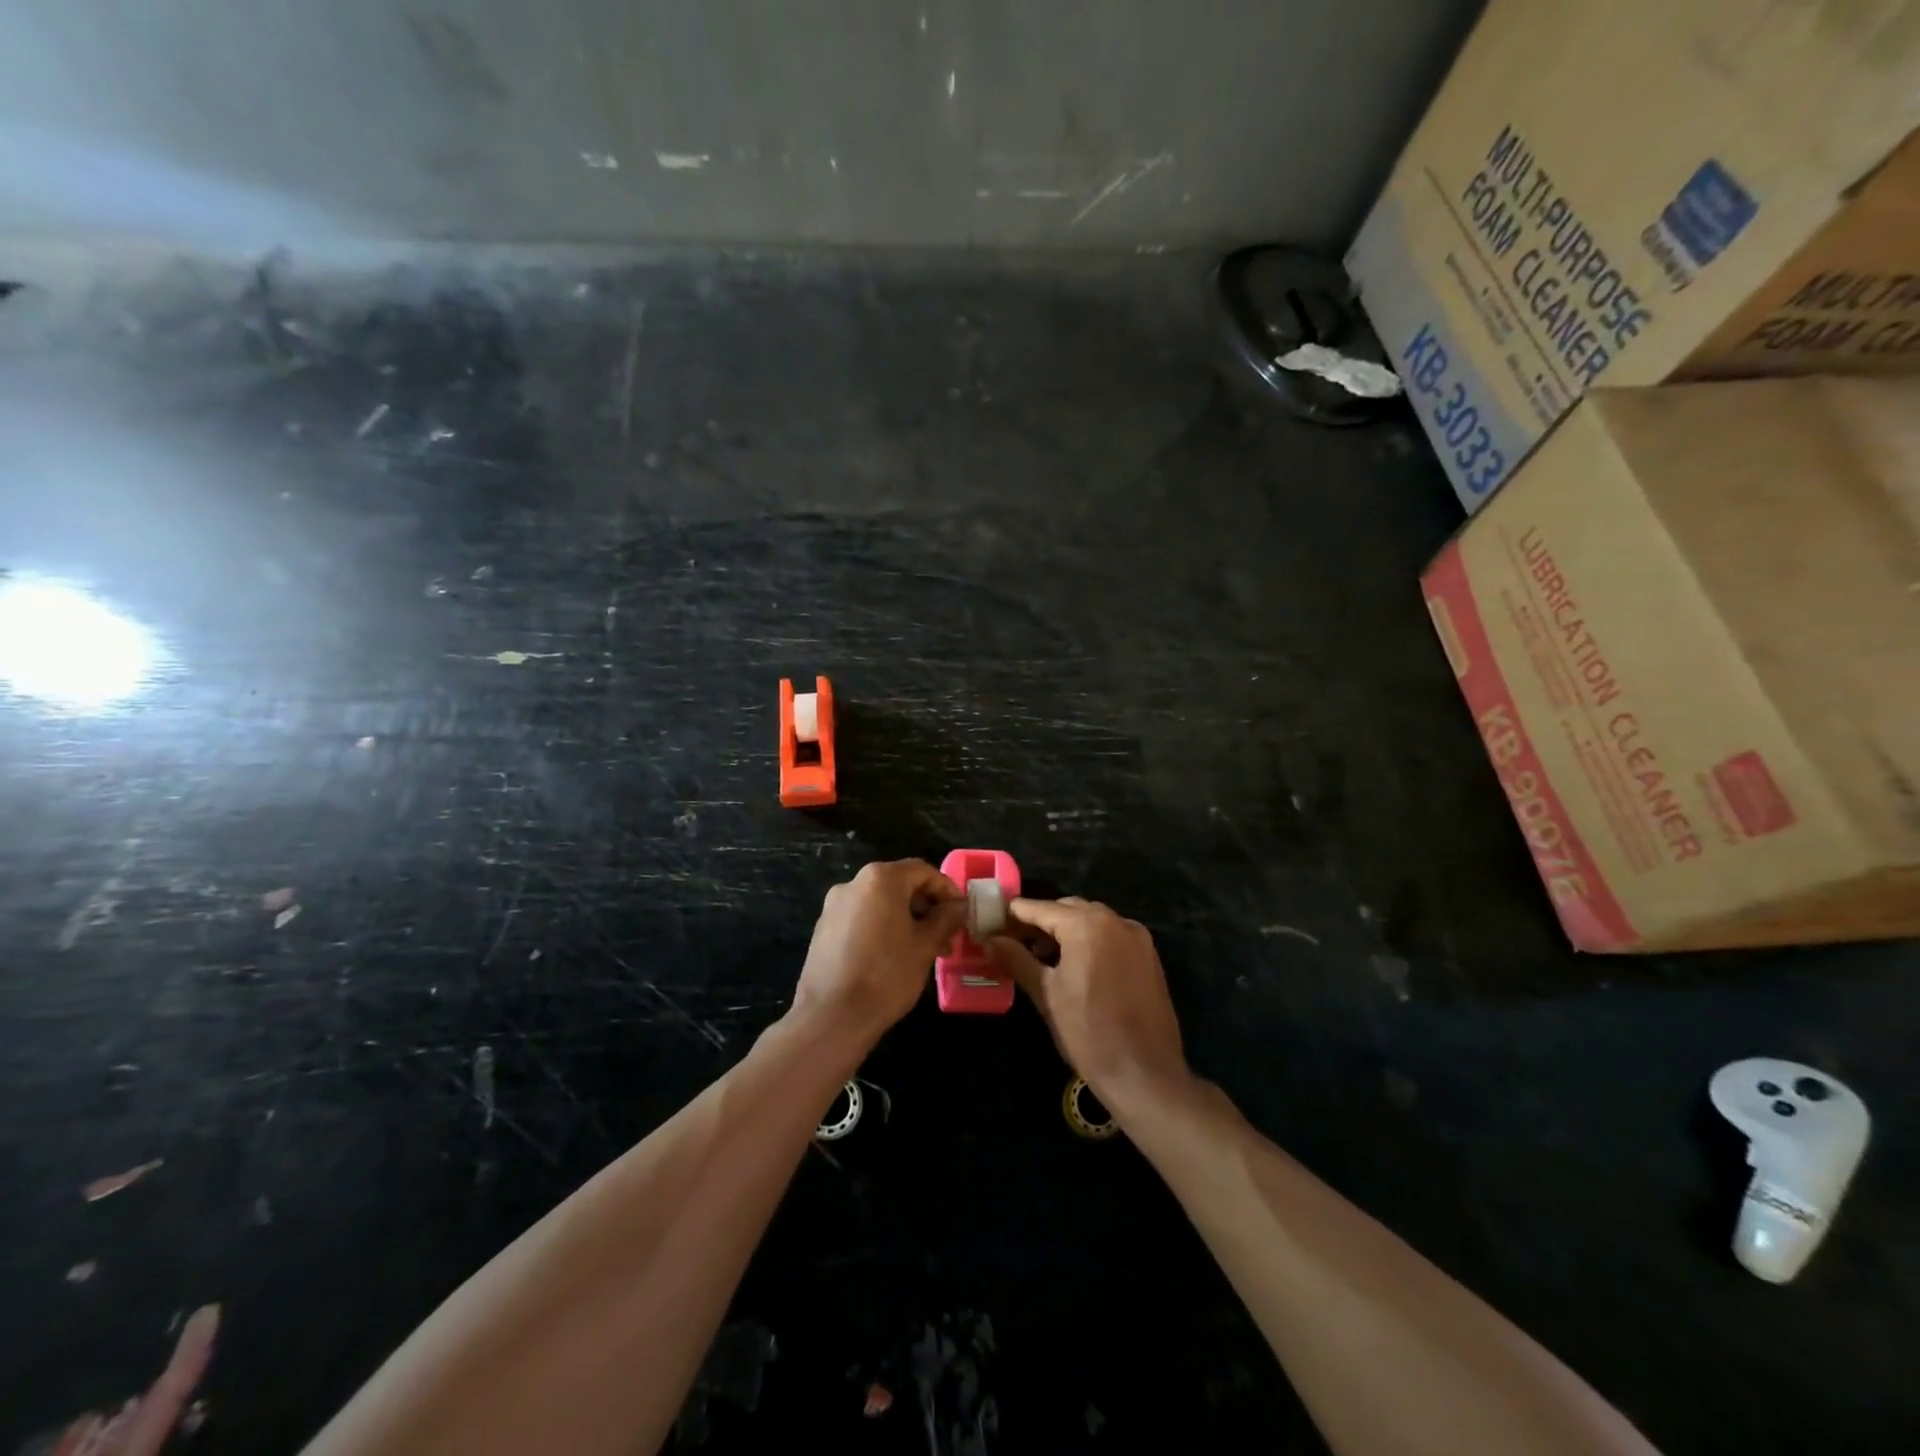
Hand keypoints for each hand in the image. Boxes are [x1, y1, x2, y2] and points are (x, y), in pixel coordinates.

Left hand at [792, 859, 965, 1044]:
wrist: (831, 1017)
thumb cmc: (886, 976)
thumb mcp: (925, 946)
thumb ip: (945, 919)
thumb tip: (959, 905)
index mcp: (880, 879)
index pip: (922, 871)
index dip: (946, 889)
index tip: (961, 913)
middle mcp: (853, 884)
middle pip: (899, 884)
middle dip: (926, 907)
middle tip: (945, 937)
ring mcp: (834, 906)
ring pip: (880, 903)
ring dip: (906, 920)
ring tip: (923, 951)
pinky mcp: (824, 929)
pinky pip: (861, 918)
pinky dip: (882, 928)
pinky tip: (893, 957)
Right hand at [989, 897, 1189, 1110]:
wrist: (1145, 1075)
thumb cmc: (1088, 1033)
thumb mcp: (1046, 994)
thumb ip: (1017, 959)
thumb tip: (990, 940)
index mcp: (1087, 925)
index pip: (1040, 908)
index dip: (1013, 914)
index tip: (991, 922)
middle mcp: (1115, 920)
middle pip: (1068, 909)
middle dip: (1040, 922)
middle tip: (1013, 942)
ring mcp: (1137, 938)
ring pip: (1092, 921)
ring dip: (1066, 931)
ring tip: (1041, 957)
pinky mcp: (1149, 957)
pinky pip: (1112, 937)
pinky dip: (1090, 942)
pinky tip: (1075, 967)